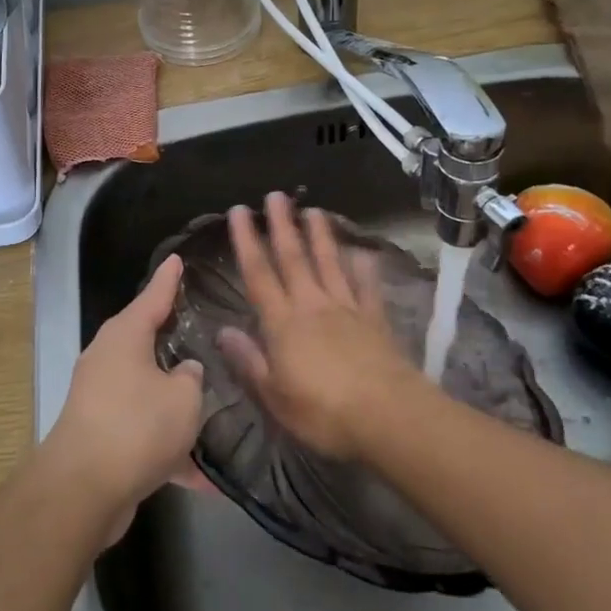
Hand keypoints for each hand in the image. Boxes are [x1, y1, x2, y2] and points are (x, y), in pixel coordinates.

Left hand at [43, 254, 204, 533]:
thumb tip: (185, 371)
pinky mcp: (102, 435)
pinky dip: (169, 449)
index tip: (178, 258)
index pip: (153, 296)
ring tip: (213, 406)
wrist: (83, 489)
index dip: (169, 278)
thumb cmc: (137, 425)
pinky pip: (144, 432)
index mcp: (125, 336)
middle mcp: (108, 359)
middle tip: (204, 328)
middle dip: (173, 338)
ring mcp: (101, 397)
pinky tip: (202, 478)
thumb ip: (191, 378)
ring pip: (147, 390)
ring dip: (175, 403)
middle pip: (146, 340)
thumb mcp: (182, 398)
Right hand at [221, 193, 414, 458]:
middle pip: (293, 258)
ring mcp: (346, 309)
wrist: (388, 416)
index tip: (239, 211)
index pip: (258, 274)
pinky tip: (364, 252)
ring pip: (329, 264)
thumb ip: (248, 361)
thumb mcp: (274, 395)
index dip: (246, 241)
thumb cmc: (323, 411)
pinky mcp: (375, 320)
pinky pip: (367, 288)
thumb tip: (222, 331)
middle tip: (275, 195)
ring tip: (313, 210)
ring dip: (320, 236)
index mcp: (282, 323)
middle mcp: (312, 305)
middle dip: (282, 225)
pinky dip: (364, 268)